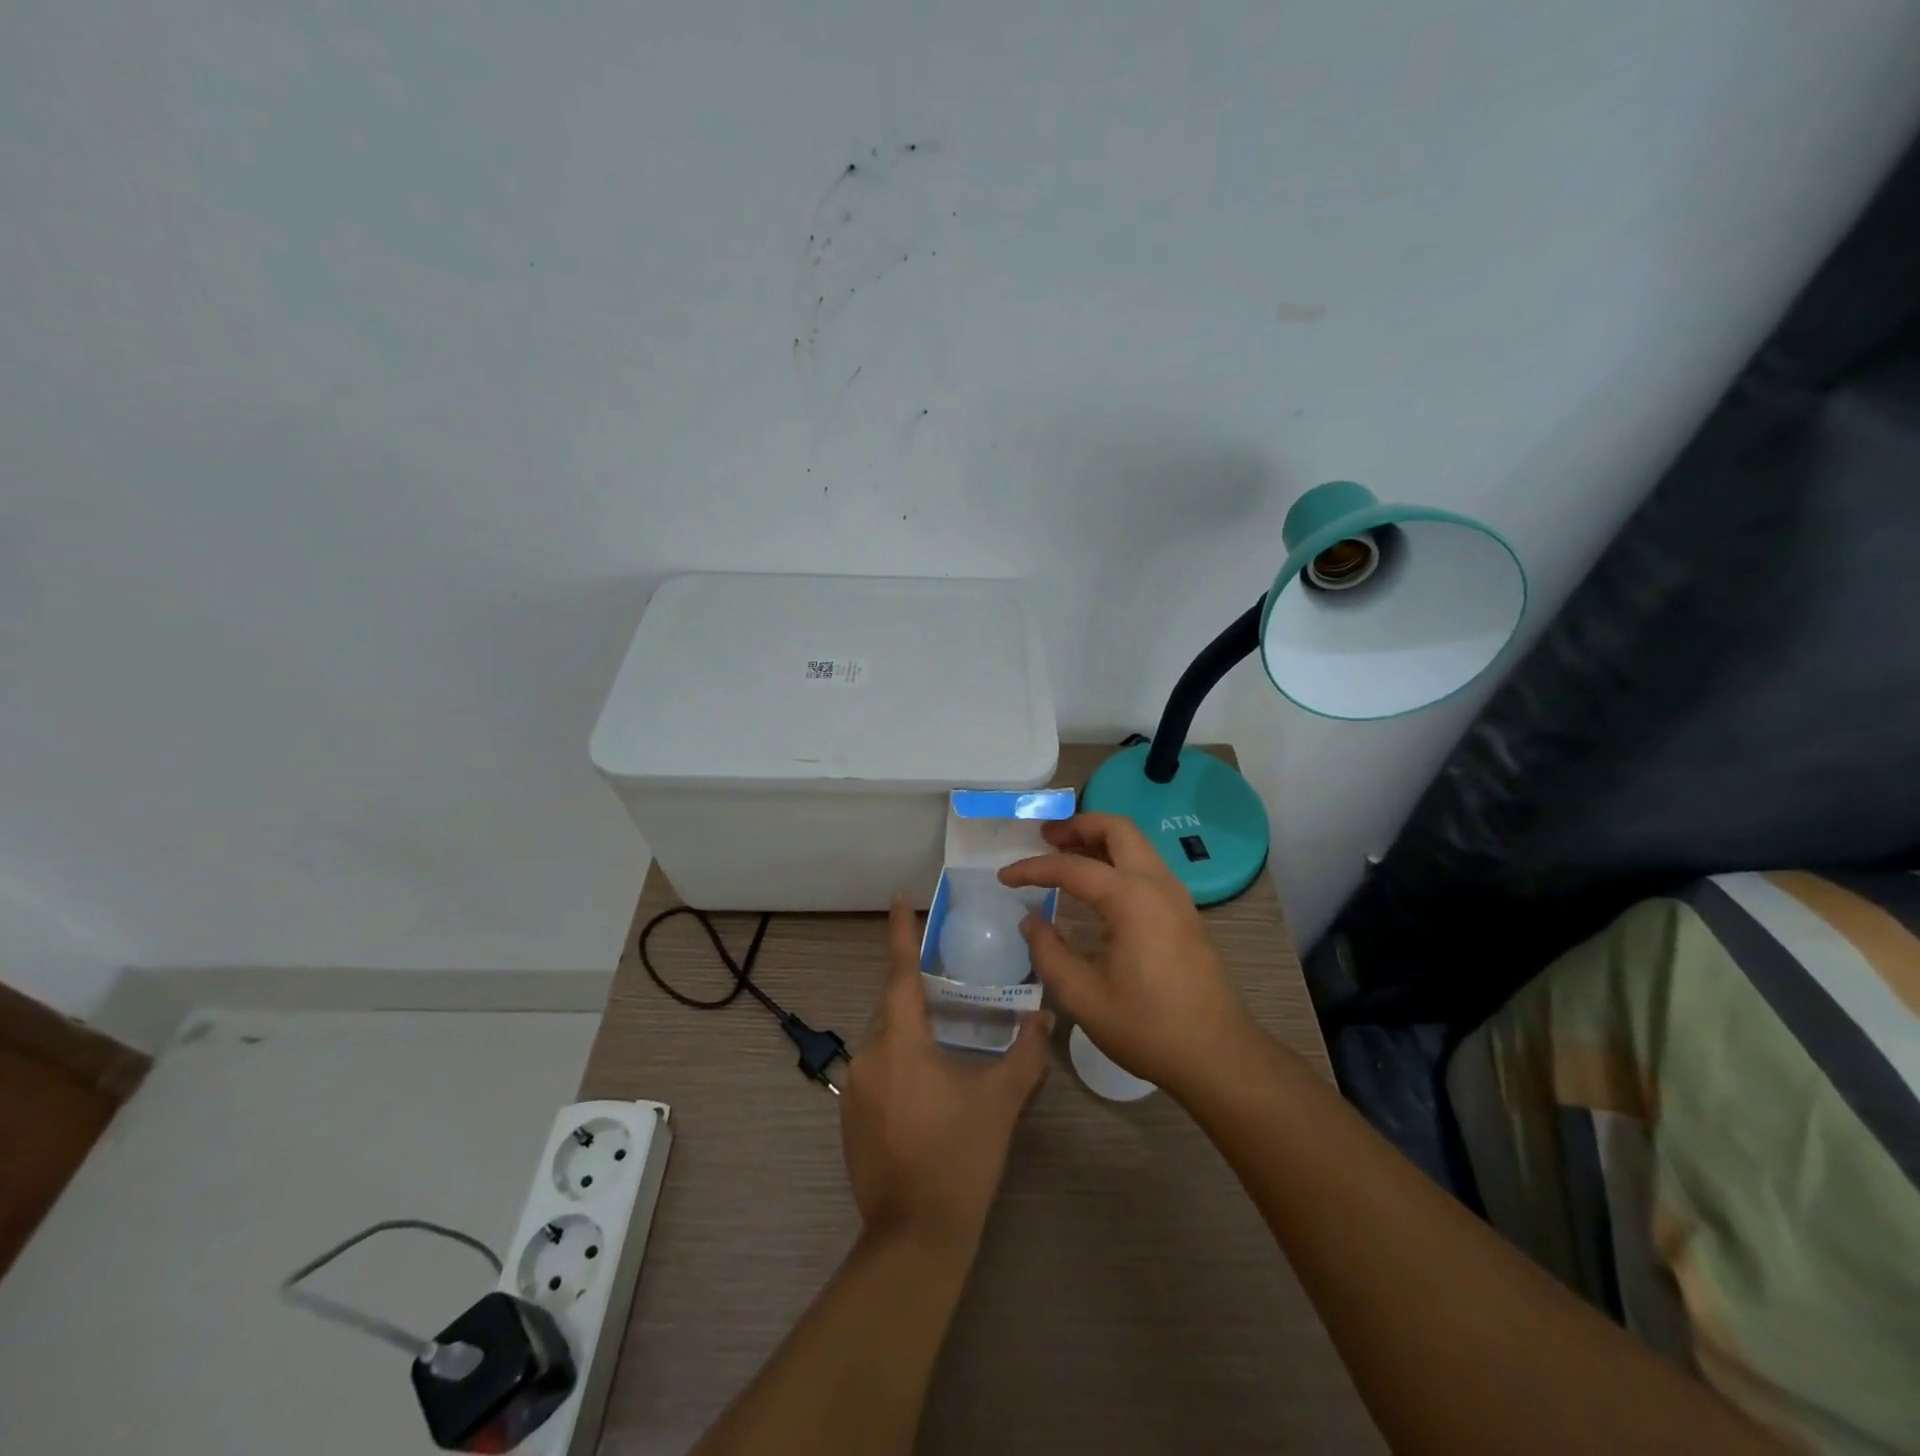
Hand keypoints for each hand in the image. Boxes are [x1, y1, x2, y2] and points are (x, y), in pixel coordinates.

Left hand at [838, 895, 1052, 1256]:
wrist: (915, 1237)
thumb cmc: (961, 1158)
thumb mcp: (1001, 1100)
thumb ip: (1026, 1052)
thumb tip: (1045, 1015)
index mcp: (901, 1042)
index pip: (899, 973)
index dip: (900, 933)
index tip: (899, 898)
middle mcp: (869, 1055)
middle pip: (891, 1005)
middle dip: (915, 988)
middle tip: (948, 980)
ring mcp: (853, 1087)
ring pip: (884, 1037)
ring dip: (910, 1027)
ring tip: (945, 1032)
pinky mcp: (849, 1114)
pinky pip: (877, 1066)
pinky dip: (899, 1057)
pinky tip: (928, 1082)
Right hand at [998, 812, 1256, 1095]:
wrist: (1218, 1055)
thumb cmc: (1148, 1027)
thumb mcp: (1083, 997)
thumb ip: (1049, 953)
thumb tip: (1031, 921)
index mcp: (1131, 899)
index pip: (1072, 868)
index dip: (1033, 869)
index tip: (1004, 877)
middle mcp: (1157, 884)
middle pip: (1117, 829)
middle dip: (1077, 825)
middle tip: (1045, 838)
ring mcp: (1176, 896)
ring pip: (1135, 844)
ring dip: (1099, 840)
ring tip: (1064, 854)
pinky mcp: (1183, 912)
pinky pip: (1146, 866)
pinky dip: (1117, 860)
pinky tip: (1096, 886)